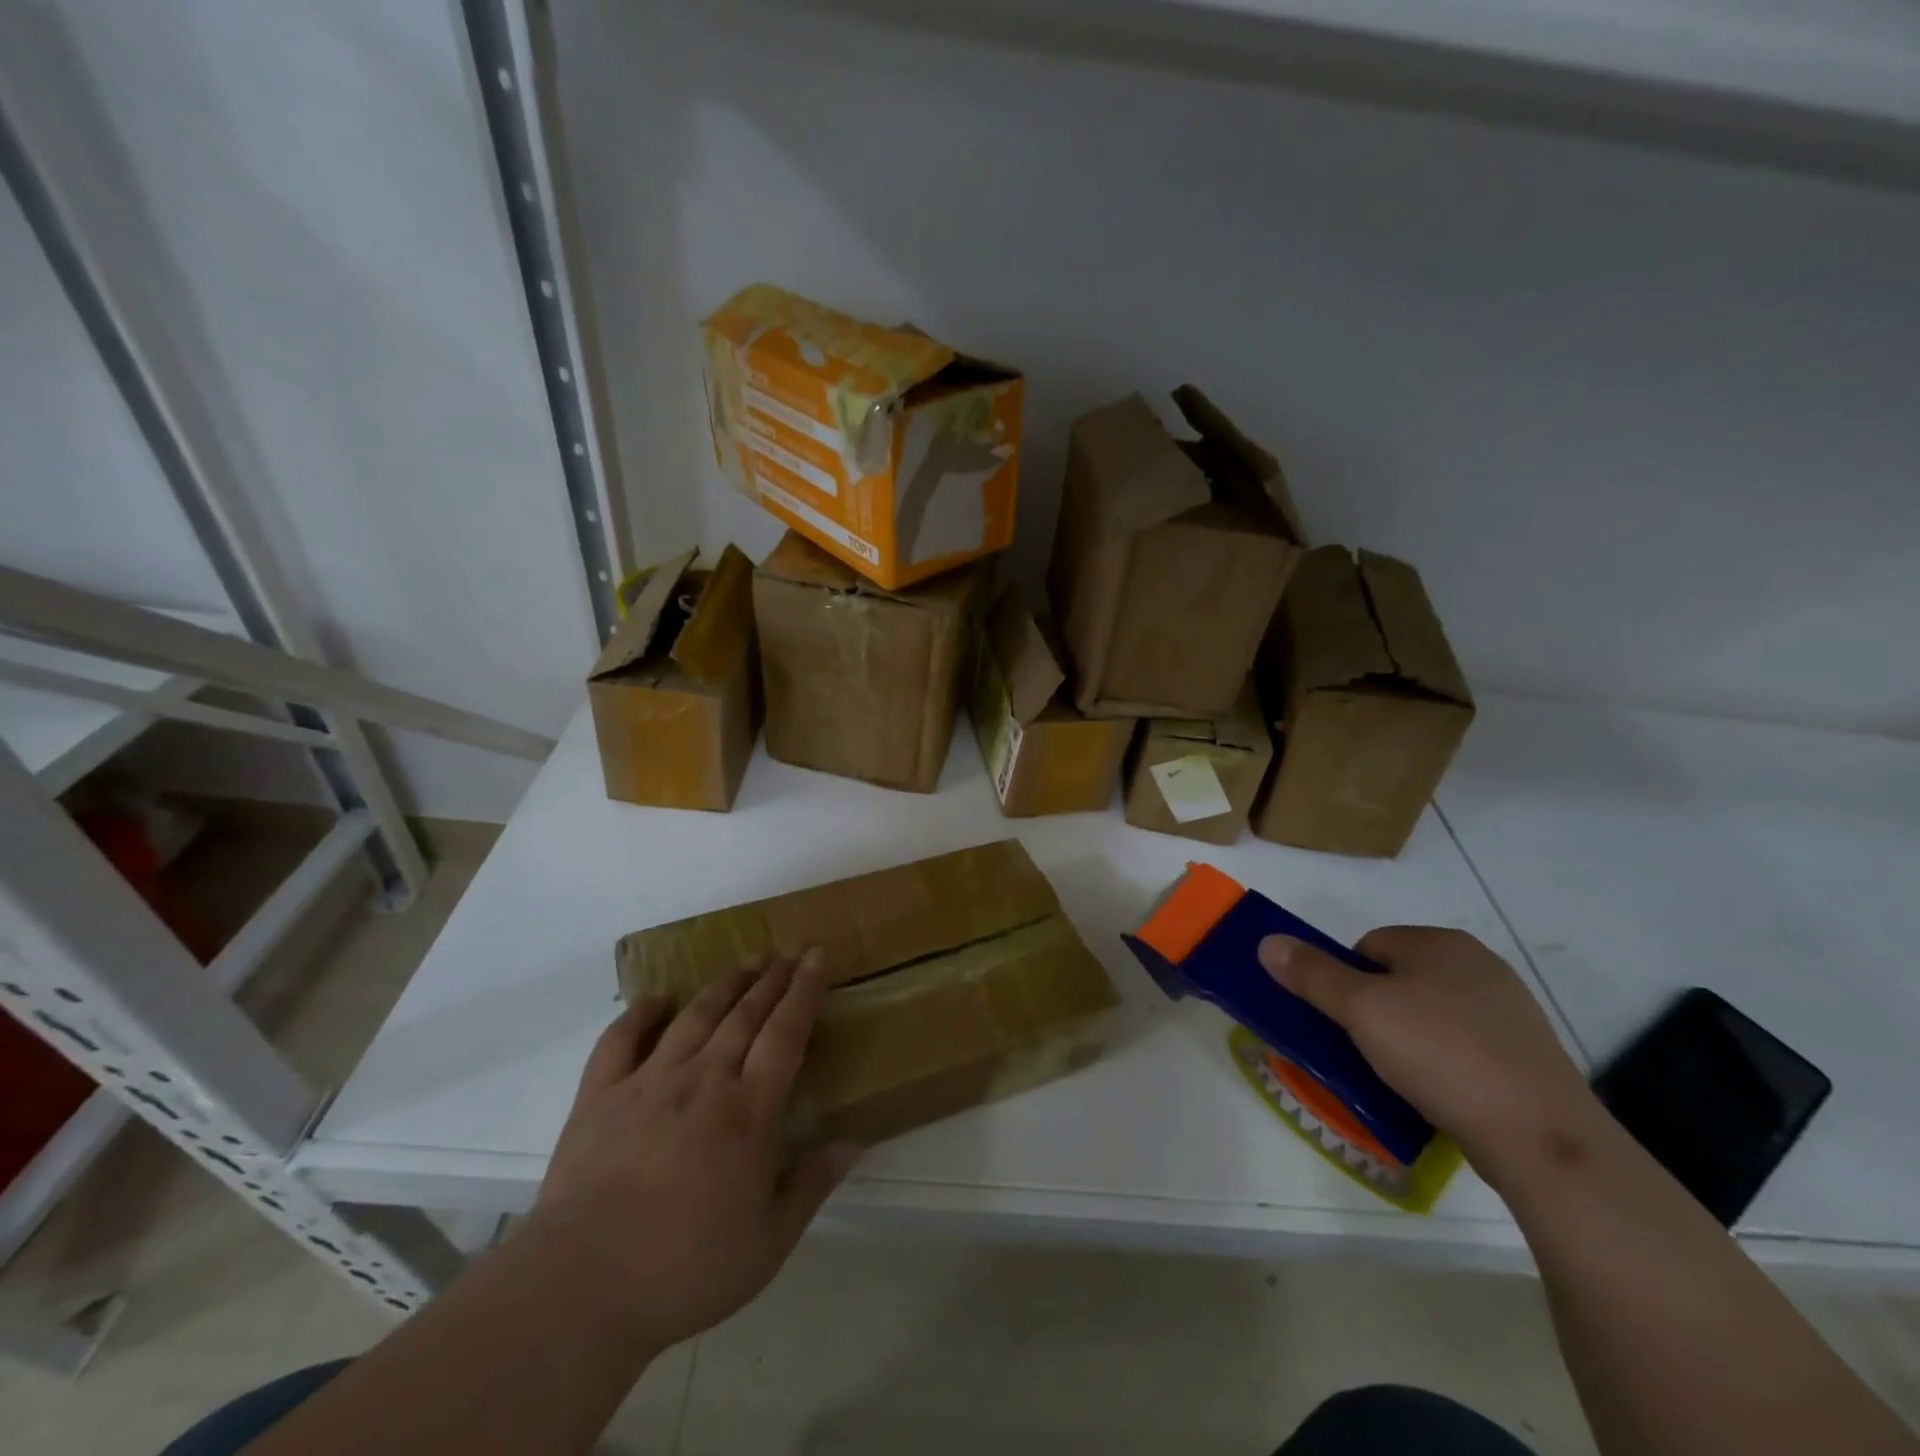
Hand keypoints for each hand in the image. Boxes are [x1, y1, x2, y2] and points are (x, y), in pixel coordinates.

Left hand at [526, 950, 857, 1353]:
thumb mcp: (767, 1243)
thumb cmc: (685, 1269)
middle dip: (772, 977)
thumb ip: (811, 1186)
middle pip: (745, 1014)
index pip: (786, 1032)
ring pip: (696, 1016)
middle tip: (788, 950)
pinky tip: (658, 998)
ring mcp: (648, 1083)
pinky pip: (621, 1039)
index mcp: (748, 1110)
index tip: (817, 957)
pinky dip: (641, 1013)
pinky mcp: (600, 1096)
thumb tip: (852, 1144)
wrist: (580, 1289)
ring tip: (746, 961)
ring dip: (725, 984)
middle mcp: (704, 1080)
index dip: (805, 991)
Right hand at [1258, 926, 1599, 1178]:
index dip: (1344, 979)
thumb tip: (1267, 941)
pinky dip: (1440, 1065)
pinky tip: (1434, 1094)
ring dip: (1405, 1040)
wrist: (1541, 1138)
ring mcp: (1510, 1013)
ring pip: (1430, 1015)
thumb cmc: (1441, 1054)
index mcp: (1442, 943)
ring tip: (1394, 1077)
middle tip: (1360, 1048)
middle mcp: (1480, 966)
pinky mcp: (1526, 1057)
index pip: (1369, 945)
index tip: (1341, 1020)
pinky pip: (1462, 1048)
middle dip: (1373, 1010)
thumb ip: (1311, 973)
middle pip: (1398, 979)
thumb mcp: (1360, 1009)